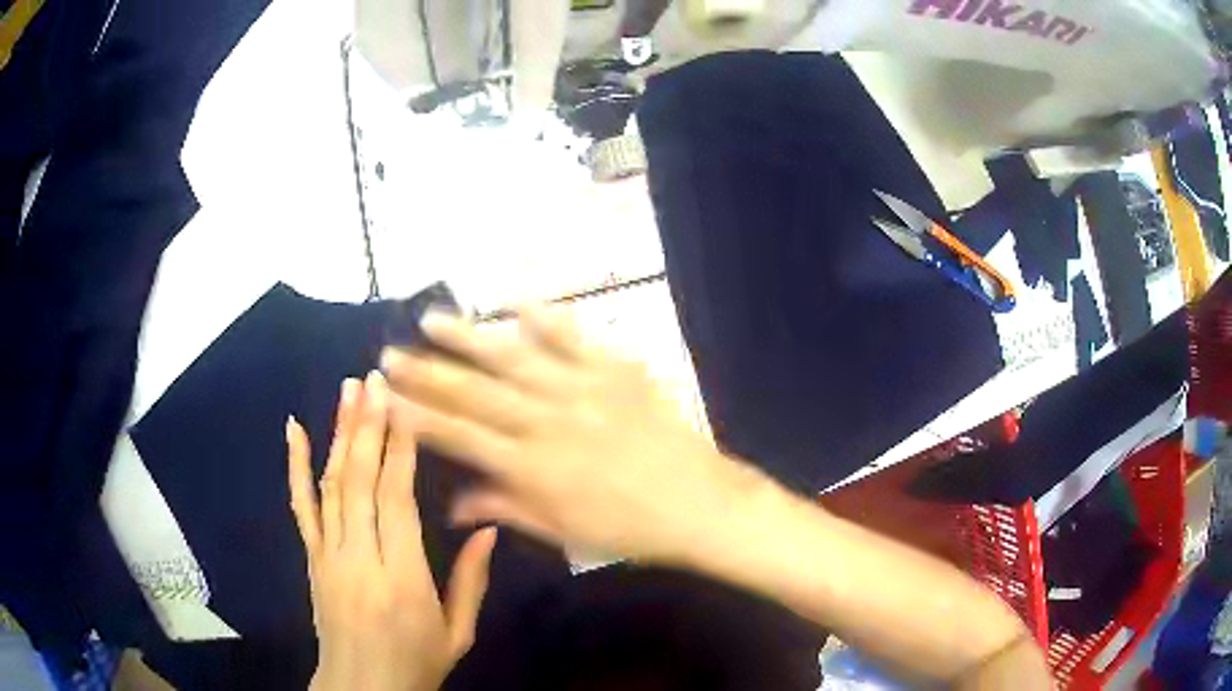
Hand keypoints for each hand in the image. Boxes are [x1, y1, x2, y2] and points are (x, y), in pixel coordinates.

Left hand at [286, 371, 496, 690]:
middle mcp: (359, 559)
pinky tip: (295, 429)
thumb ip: (471, 580)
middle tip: (375, 379)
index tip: (405, 405)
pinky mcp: (310, 557)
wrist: (362, 688)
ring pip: (331, 485)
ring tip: (348, 390)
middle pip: (360, 482)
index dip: (400, 450)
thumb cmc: (417, 663)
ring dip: (340, 433)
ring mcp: (328, 555)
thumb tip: (490, 527)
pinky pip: (300, 506)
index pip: (396, 501)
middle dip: (368, 426)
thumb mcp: (458, 632)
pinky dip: (296, 465)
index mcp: (402, 579)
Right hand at [379, 306, 771, 565]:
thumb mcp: (562, 531)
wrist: (698, 503)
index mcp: (531, 466)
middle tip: (391, 352)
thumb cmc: (627, 528)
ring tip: (431, 318)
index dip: (419, 415)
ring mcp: (581, 389)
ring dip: (468, 337)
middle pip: (474, 392)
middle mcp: (547, 421)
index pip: (459, 435)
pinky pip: (573, 337)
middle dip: (427, 372)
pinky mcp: (614, 370)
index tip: (388, 397)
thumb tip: (452, 506)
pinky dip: (543, 317)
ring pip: (513, 357)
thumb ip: (505, 508)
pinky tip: (515, 300)